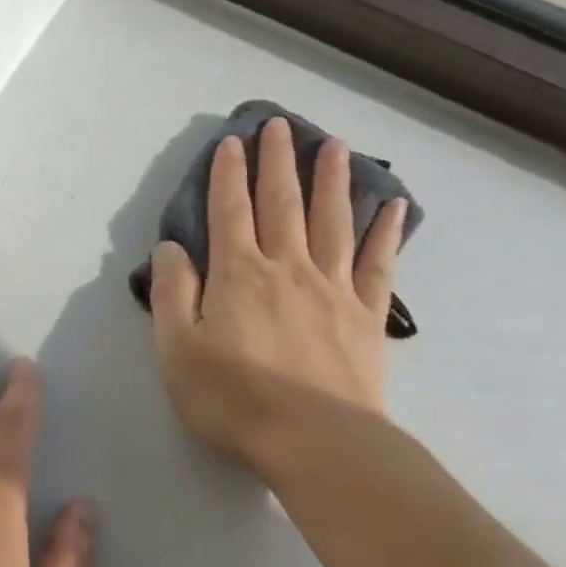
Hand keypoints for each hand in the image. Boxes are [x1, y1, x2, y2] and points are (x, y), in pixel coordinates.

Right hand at [149, 117, 406, 480]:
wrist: (316, 441)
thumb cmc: (233, 399)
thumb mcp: (177, 350)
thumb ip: (173, 293)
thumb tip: (172, 248)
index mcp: (238, 275)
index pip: (229, 211)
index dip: (228, 175)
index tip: (232, 142)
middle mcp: (287, 268)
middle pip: (282, 203)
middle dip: (278, 162)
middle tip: (280, 125)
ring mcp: (332, 288)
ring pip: (332, 221)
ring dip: (331, 181)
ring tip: (334, 146)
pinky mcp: (366, 315)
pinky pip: (377, 264)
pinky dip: (386, 232)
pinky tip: (393, 207)